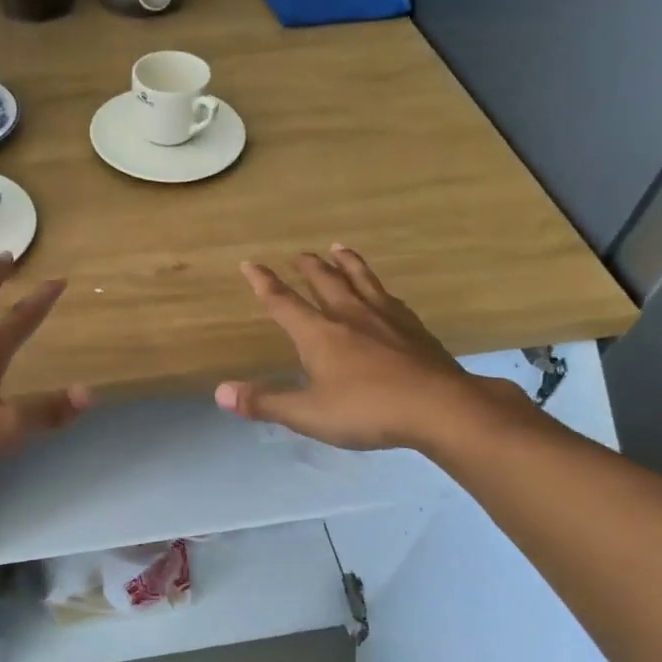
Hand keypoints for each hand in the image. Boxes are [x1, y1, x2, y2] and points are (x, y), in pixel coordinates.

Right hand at [215, 245, 528, 451]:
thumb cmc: (367, 410)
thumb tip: (220, 392)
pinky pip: (391, 298)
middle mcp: (350, 316)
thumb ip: (265, 402)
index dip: (264, 283)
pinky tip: (385, 293)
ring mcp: (386, 319)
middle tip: (299, 254)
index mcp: (319, 334)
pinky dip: (380, 288)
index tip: (250, 264)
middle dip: (308, 266)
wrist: (441, 408)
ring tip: (339, 247)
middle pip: (325, 282)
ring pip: (361, 280)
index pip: (284, 303)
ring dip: (346, 263)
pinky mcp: (415, 329)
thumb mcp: (308, 414)